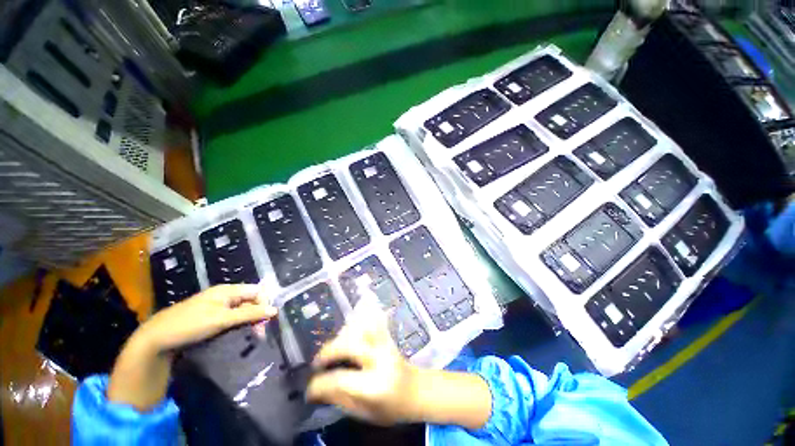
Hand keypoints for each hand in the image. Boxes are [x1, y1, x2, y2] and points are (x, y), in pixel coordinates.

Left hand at [108, 284, 275, 410]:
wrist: (156, 339)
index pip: (256, 291)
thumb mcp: (222, 320)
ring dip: (248, 322)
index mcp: (228, 290)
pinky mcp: (210, 318)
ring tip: (250, 337)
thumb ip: (249, 314)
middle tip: (258, 334)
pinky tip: (238, 335)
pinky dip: (238, 326)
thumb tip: (275, 310)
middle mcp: (224, 295)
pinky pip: (231, 318)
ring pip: (241, 311)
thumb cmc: (190, 325)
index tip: (266, 321)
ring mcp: (216, 307)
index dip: (264, 303)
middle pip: (250, 301)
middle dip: (257, 315)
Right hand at [306, 306, 418, 424]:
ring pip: (362, 328)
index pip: (341, 380)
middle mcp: (380, 359)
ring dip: (343, 334)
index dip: (320, 384)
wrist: (415, 390)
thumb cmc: (390, 407)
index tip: (309, 388)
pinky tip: (351, 320)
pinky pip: (373, 320)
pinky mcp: (387, 335)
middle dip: (329, 351)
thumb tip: (316, 389)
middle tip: (318, 362)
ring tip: (332, 347)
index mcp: (374, 385)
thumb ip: (340, 399)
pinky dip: (361, 316)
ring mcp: (385, 343)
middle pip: (350, 345)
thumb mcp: (364, 413)